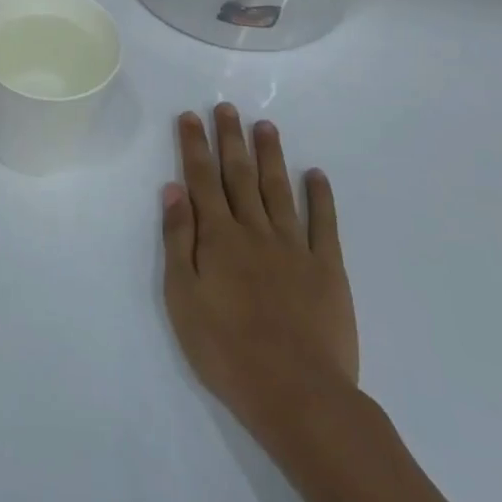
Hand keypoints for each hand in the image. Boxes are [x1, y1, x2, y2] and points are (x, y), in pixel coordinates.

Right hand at [162, 105, 359, 455]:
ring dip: (270, 156)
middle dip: (230, 138)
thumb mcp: (183, 298)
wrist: (298, 394)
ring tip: (265, 126)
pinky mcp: (327, 269)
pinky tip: (317, 175)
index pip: (202, 180)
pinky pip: (324, 224)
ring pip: (279, 190)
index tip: (190, 117)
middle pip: (240, 175)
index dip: (194, 146)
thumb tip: (174, 190)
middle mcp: (255, 231)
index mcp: (218, 238)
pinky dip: (321, 197)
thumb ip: (178, 240)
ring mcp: (295, 248)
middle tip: (226, 107)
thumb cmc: (226, 350)